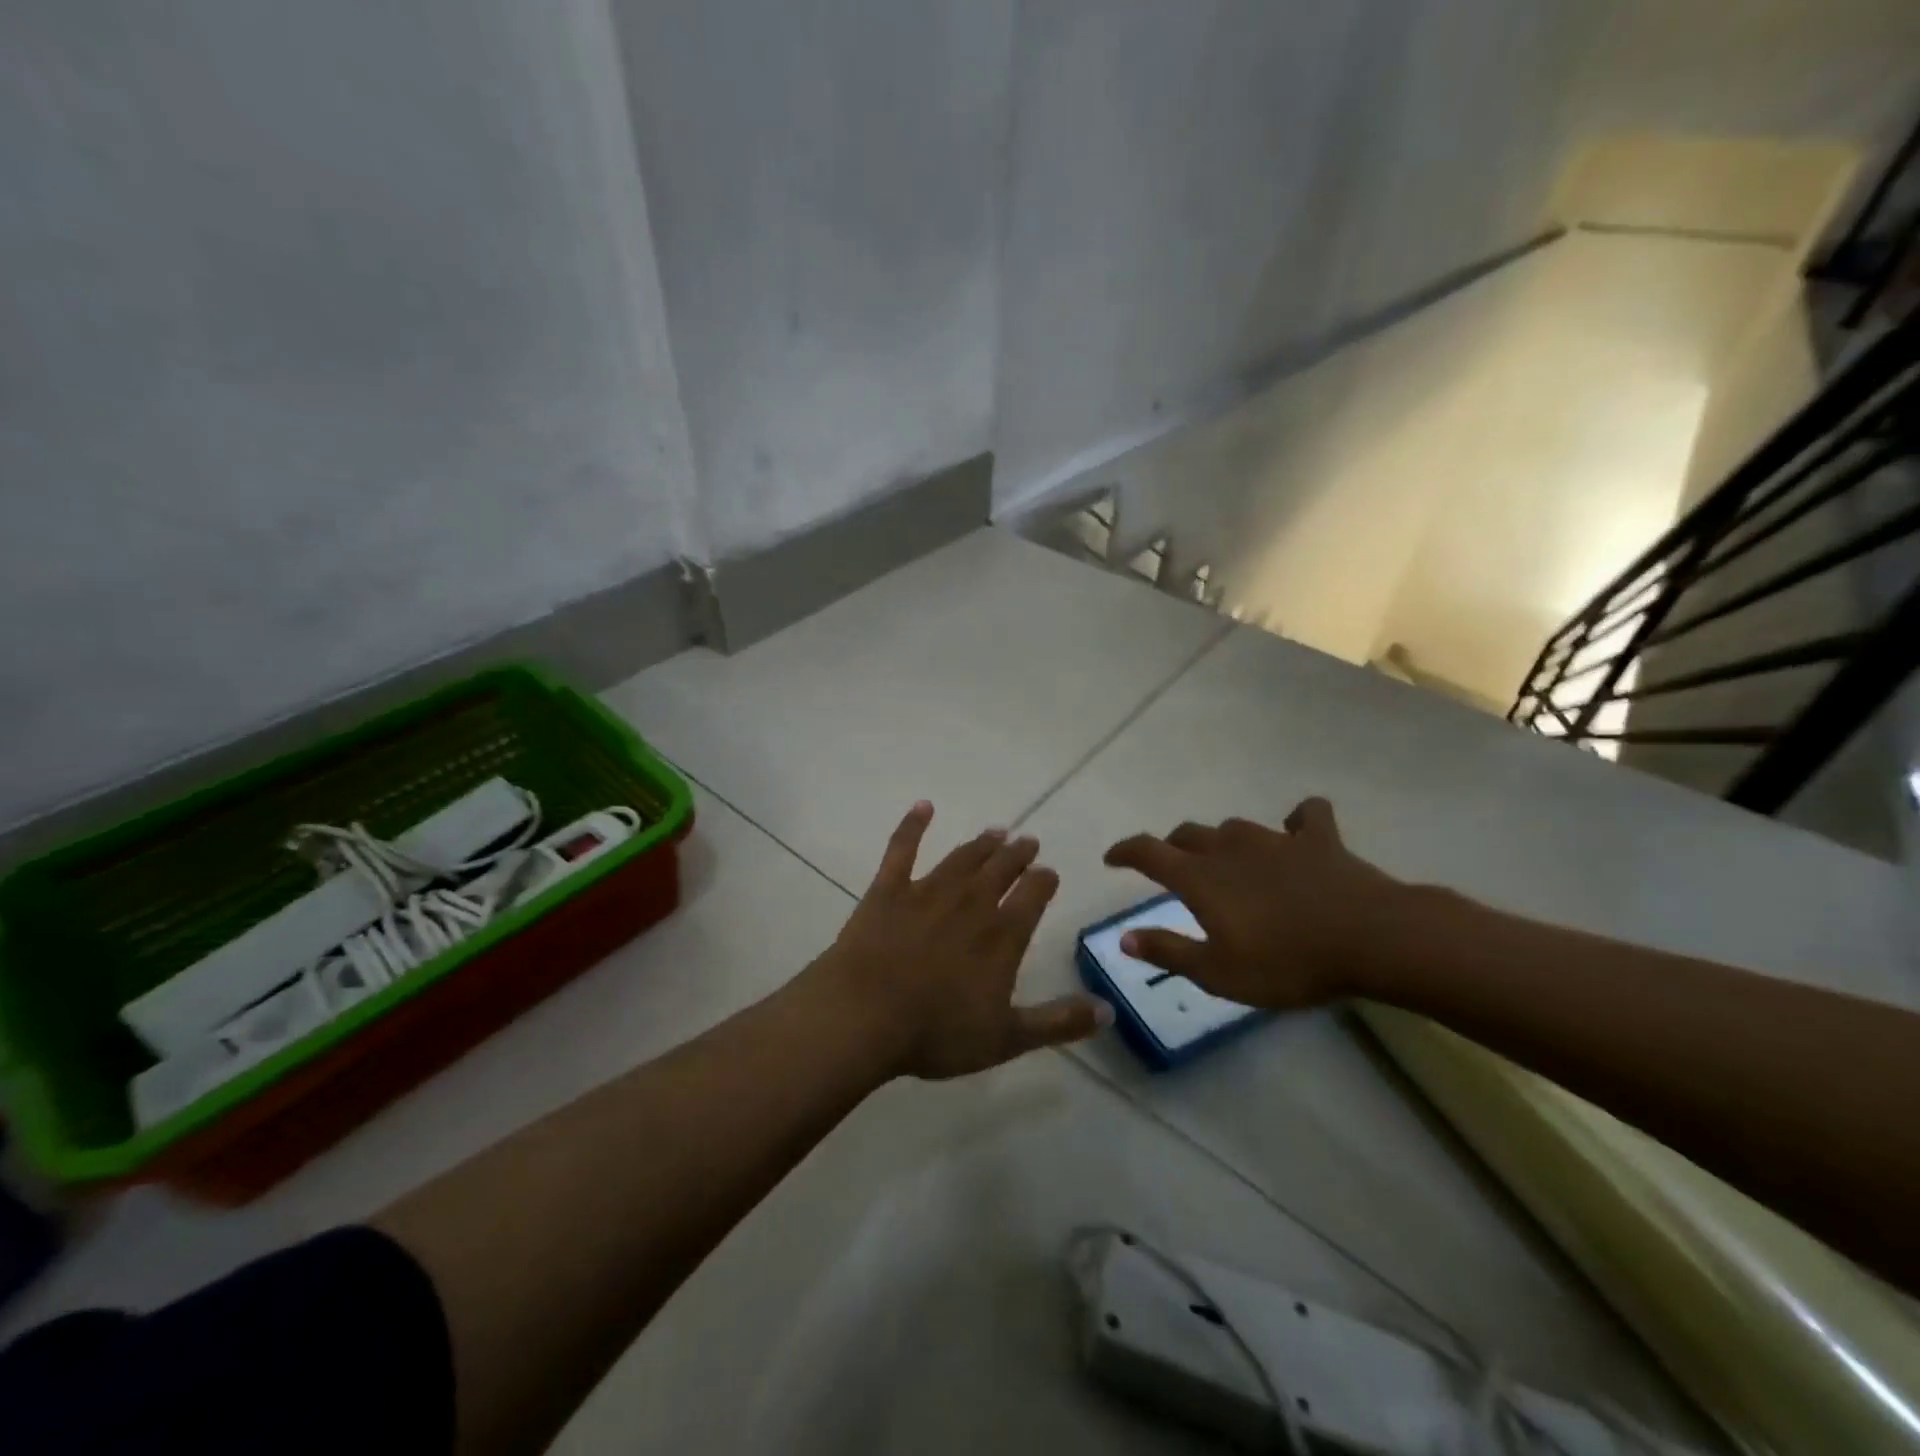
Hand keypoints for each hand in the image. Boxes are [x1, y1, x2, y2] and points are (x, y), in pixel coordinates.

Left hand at [813, 802, 1109, 1079]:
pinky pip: (903, 849)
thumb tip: (1109, 1011)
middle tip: (1028, 841)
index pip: (1033, 895)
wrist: (864, 1017)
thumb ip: (1059, 1022)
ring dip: (982, 843)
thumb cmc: (937, 1033)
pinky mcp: (888, 890)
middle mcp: (971, 903)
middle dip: (1018, 854)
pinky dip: (913, 826)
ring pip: (963, 857)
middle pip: (1001, 869)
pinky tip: (923, 807)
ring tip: (997, 831)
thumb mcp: (1007, 1038)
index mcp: (1001, 936)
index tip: (1049, 873)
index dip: (1044, 880)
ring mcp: (927, 891)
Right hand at [1102, 798, 1404, 1009]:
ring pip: (1235, 828)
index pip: (1148, 852)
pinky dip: (1297, 821)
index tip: (1111, 858)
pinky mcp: (1320, 840)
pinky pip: (1306, 817)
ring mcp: (1277, 840)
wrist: (1373, 939)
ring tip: (1226, 859)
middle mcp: (1230, 849)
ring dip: (1223, 840)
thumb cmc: (1288, 962)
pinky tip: (1297, 829)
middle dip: (1173, 848)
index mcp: (1201, 878)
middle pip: (1189, 835)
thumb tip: (1124, 938)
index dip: (1125, 851)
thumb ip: (1169, 951)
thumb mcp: (1218, 972)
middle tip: (1171, 868)